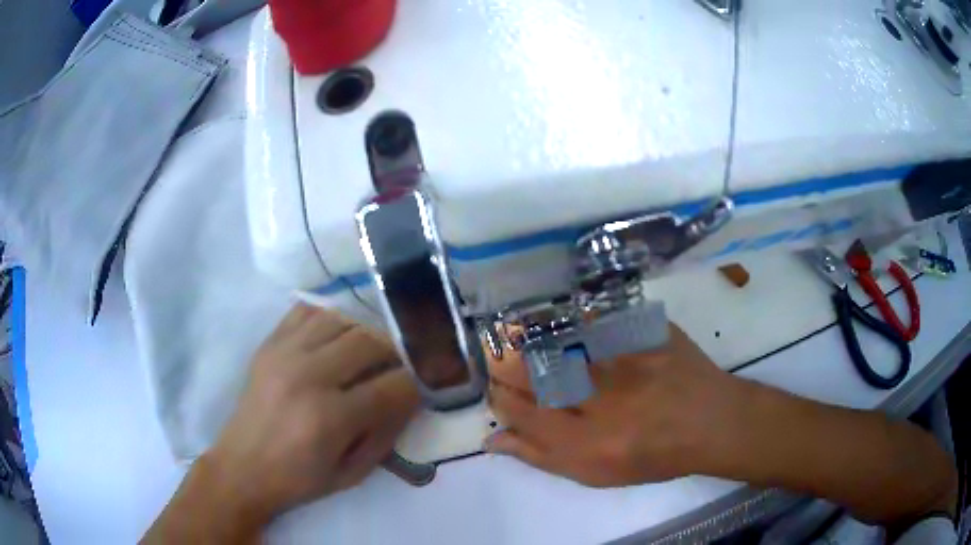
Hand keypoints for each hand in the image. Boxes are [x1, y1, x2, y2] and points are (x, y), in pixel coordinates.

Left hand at [206, 304, 419, 521]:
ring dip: (364, 334)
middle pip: (369, 341)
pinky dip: (329, 319)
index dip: (416, 384)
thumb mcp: (352, 473)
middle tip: (397, 368)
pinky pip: (306, 311)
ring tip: (367, 354)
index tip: (422, 387)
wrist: (242, 468)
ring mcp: (284, 353)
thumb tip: (410, 397)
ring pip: (341, 319)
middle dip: (395, 353)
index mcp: (330, 417)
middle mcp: (308, 376)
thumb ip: (386, 433)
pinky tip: (333, 340)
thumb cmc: (299, 480)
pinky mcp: (268, 344)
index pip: (393, 385)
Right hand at [486, 323, 748, 486]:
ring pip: (560, 343)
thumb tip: (493, 439)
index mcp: (586, 443)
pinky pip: (596, 320)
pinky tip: (564, 325)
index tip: (495, 391)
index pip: (521, 414)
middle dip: (505, 365)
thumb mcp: (595, 473)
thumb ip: (541, 456)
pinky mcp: (644, 334)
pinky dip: (573, 321)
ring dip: (530, 340)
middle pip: (533, 374)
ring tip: (517, 337)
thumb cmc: (651, 455)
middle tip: (498, 359)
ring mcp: (625, 362)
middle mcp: (601, 401)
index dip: (500, 399)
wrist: (709, 421)